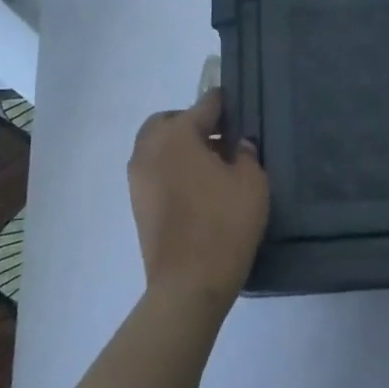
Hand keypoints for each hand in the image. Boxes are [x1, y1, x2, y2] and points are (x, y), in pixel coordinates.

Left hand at [127, 88, 268, 310]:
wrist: (189, 283)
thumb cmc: (224, 224)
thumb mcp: (251, 182)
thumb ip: (246, 154)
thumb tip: (238, 144)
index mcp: (177, 134)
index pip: (205, 104)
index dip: (226, 103)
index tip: (241, 108)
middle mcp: (150, 148)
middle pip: (171, 121)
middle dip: (194, 122)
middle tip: (222, 139)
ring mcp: (138, 177)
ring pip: (157, 145)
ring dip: (180, 145)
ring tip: (211, 166)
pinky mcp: (137, 202)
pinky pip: (154, 169)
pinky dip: (171, 167)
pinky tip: (196, 187)